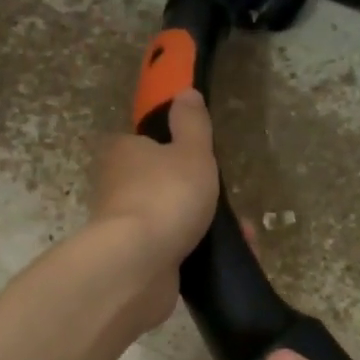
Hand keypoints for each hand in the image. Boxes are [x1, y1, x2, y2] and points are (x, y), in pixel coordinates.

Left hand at [88, 91, 219, 329]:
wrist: (137, 266)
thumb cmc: (166, 196)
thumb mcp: (191, 152)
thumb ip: (192, 124)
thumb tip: (186, 92)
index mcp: (122, 153)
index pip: (146, 144)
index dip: (174, 151)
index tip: (203, 163)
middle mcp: (116, 187)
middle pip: (162, 184)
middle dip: (200, 196)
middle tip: (232, 206)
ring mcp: (124, 227)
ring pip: (172, 220)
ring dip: (206, 228)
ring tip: (243, 236)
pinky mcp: (135, 262)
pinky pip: (174, 251)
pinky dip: (199, 253)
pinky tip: (226, 258)